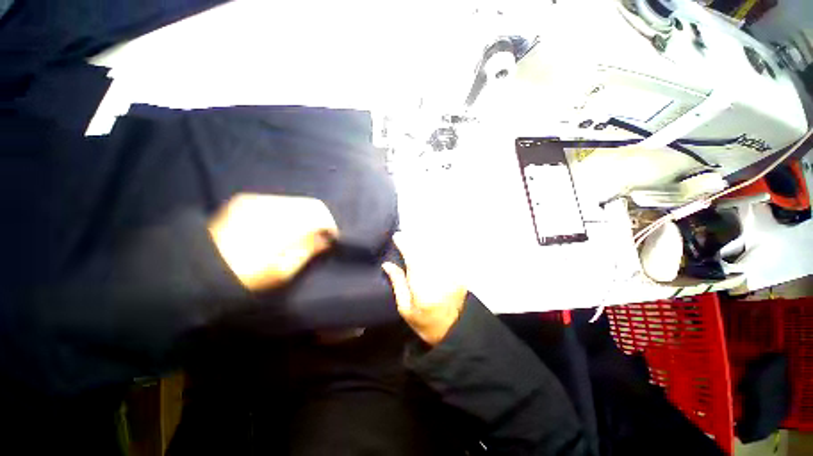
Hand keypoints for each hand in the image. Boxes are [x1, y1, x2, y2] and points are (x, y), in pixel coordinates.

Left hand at [208, 194, 338, 290]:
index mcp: (284, 223)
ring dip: (303, 214)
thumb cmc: (247, 275)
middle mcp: (273, 205)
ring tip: (299, 231)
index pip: (319, 213)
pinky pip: (278, 201)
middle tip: (318, 235)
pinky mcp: (246, 200)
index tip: (331, 238)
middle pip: (309, 204)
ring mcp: (257, 200)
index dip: (330, 224)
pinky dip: (288, 211)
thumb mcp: (284, 270)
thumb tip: (326, 238)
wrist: (200, 268)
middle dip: (319, 219)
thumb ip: (309, 249)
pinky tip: (281, 225)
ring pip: (295, 201)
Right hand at [382, 232, 467, 345]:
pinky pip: (445, 255)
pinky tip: (430, 247)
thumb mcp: (405, 308)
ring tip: (416, 239)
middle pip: (425, 250)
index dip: (404, 244)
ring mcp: (450, 272)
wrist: (456, 331)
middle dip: (414, 240)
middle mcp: (437, 274)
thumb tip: (387, 264)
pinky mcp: (458, 272)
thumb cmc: (425, 322)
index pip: (412, 257)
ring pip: (436, 250)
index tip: (397, 236)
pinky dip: (436, 249)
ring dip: (425, 242)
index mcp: (421, 285)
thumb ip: (397, 283)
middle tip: (404, 235)